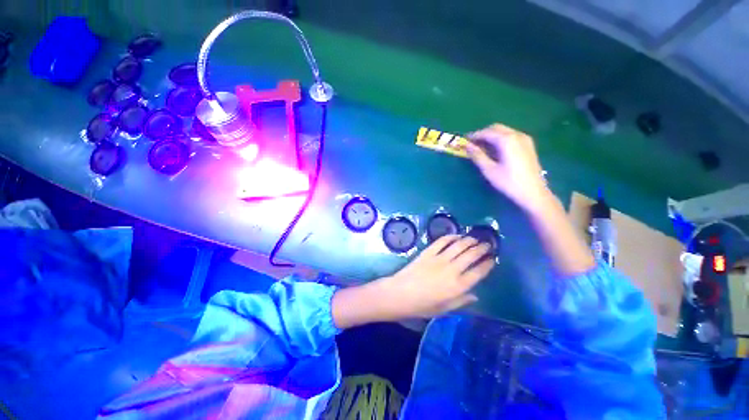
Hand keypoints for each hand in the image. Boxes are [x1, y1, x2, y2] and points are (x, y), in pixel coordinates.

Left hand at [332, 235, 494, 327]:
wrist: (399, 294)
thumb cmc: (421, 306)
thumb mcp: (444, 309)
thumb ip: (461, 301)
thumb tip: (475, 294)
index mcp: (458, 286)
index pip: (479, 272)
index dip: (488, 264)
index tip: (493, 259)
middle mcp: (452, 270)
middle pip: (471, 255)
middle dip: (482, 248)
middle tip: (487, 244)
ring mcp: (439, 259)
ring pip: (459, 245)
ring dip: (469, 240)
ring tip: (475, 238)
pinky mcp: (428, 252)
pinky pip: (442, 241)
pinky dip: (451, 237)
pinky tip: (456, 235)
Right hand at [465, 124, 548, 210]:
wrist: (533, 193)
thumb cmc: (508, 182)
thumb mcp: (489, 170)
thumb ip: (477, 155)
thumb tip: (467, 146)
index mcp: (507, 140)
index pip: (487, 132)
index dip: (474, 136)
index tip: (464, 141)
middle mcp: (517, 135)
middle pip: (496, 128)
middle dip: (483, 134)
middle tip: (472, 144)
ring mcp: (525, 139)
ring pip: (504, 131)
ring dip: (491, 136)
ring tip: (481, 148)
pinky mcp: (528, 145)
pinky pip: (511, 136)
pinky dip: (500, 139)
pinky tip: (495, 150)